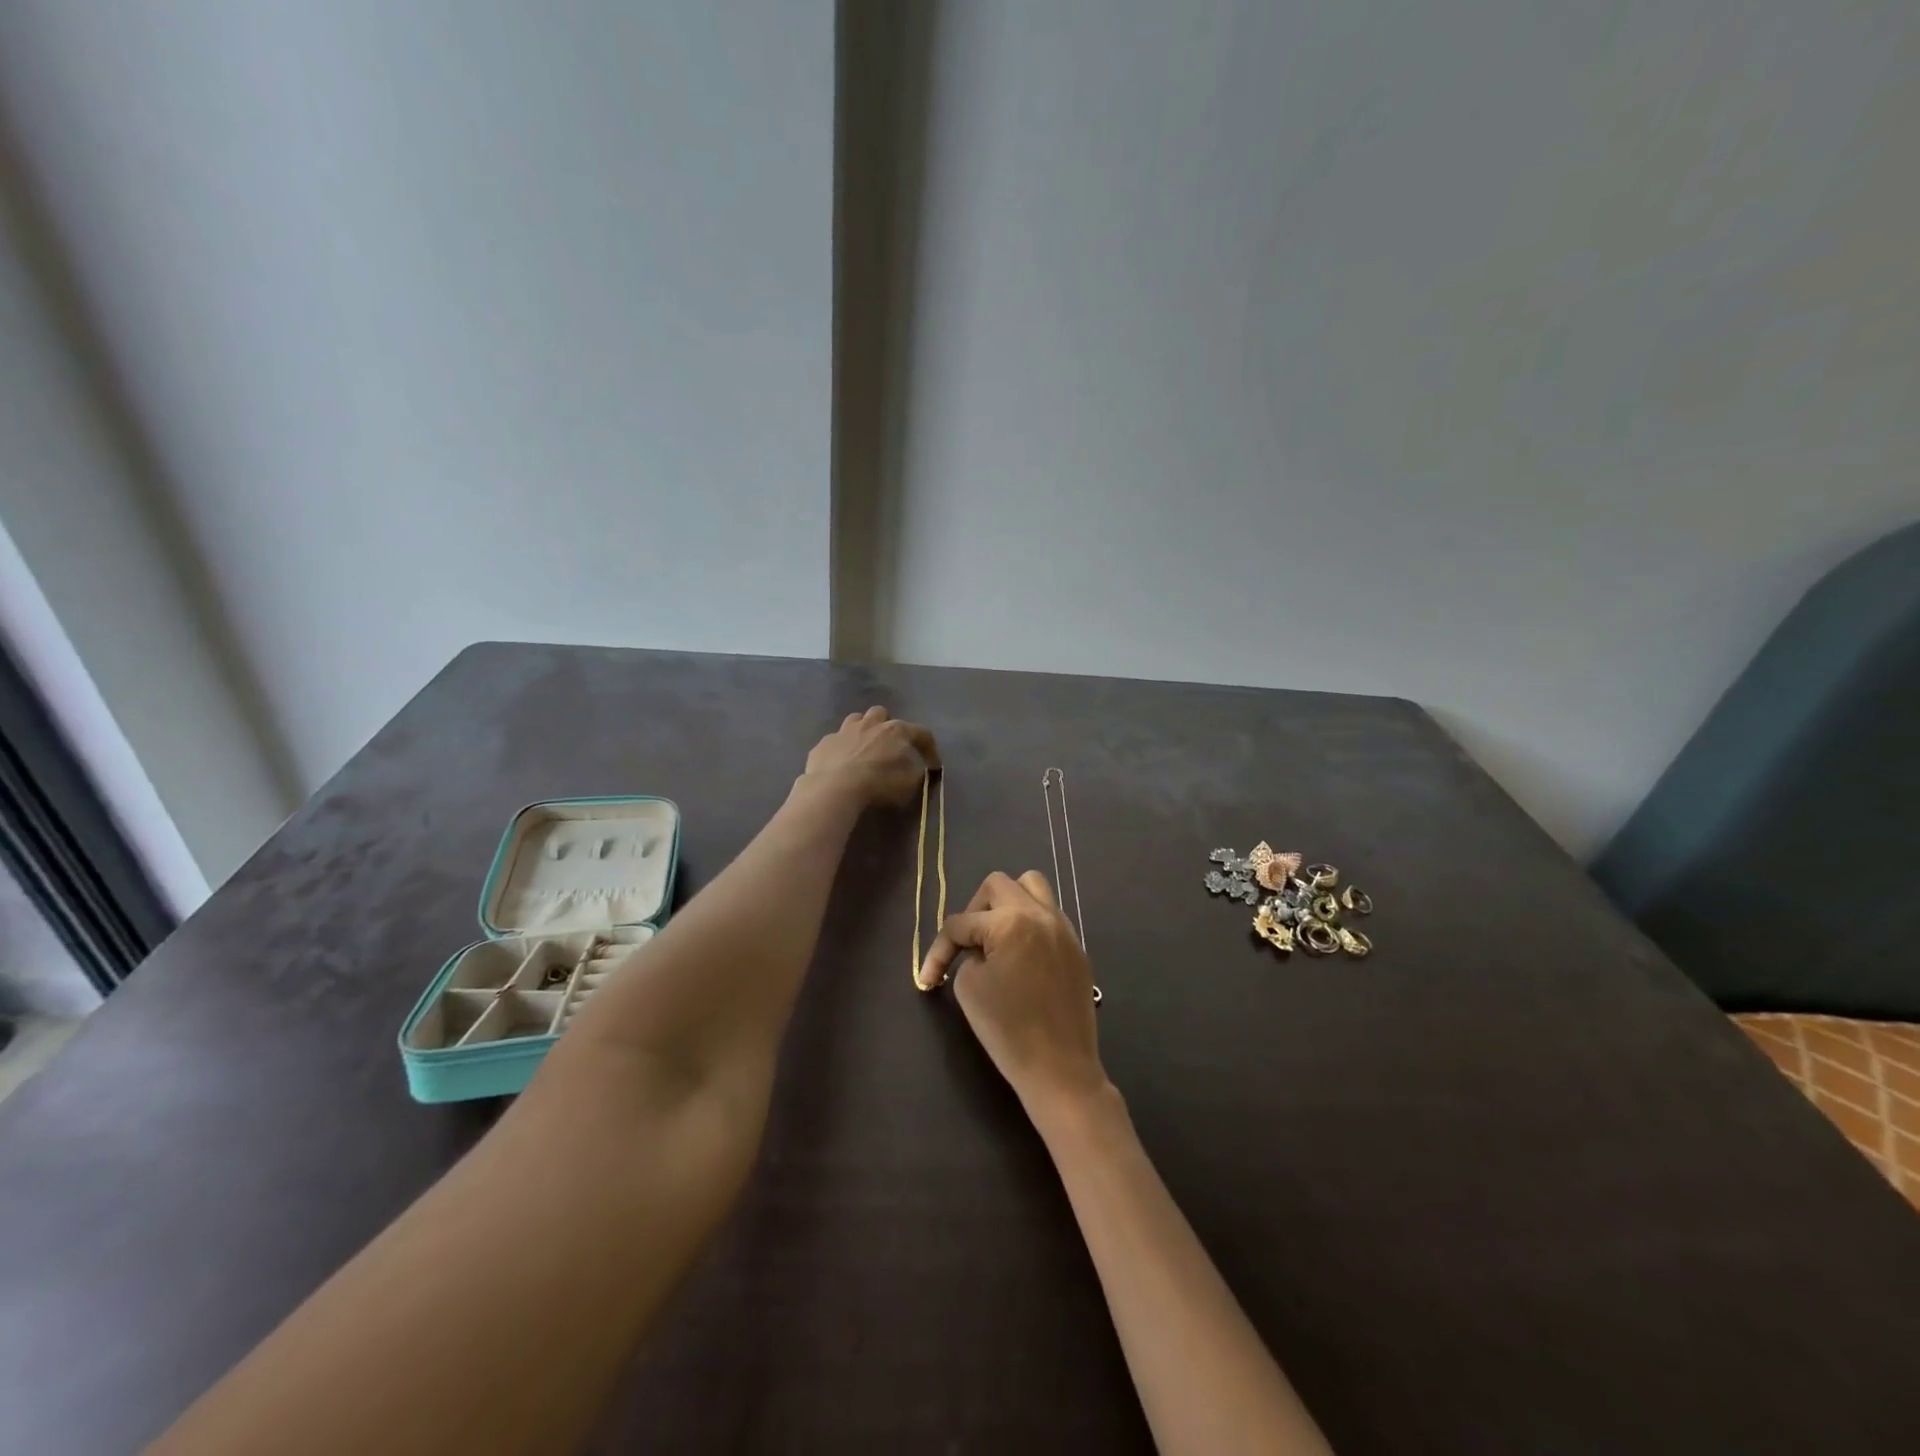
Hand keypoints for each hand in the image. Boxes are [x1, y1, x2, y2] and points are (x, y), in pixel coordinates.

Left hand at [802, 707, 939, 808]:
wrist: (835, 787)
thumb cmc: (879, 783)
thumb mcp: (909, 783)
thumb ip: (917, 773)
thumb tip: (918, 769)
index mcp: (896, 731)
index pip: (922, 733)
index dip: (930, 749)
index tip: (933, 766)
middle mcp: (871, 723)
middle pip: (882, 714)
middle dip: (887, 725)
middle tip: (889, 745)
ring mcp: (844, 730)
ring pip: (856, 719)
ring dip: (863, 729)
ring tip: (864, 747)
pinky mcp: (824, 742)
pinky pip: (835, 740)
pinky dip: (841, 748)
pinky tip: (840, 762)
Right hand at [918, 871, 1109, 1119]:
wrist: (1060, 1068)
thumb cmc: (1008, 1030)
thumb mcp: (969, 989)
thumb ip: (968, 955)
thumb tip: (979, 948)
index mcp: (1010, 922)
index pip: (961, 922)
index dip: (939, 950)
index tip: (930, 979)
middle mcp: (1040, 914)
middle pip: (998, 885)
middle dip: (975, 910)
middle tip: (967, 942)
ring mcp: (1063, 928)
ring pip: (1032, 886)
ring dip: (1008, 903)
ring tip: (996, 935)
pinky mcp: (1076, 947)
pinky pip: (1049, 915)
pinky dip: (1029, 923)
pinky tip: (1021, 953)